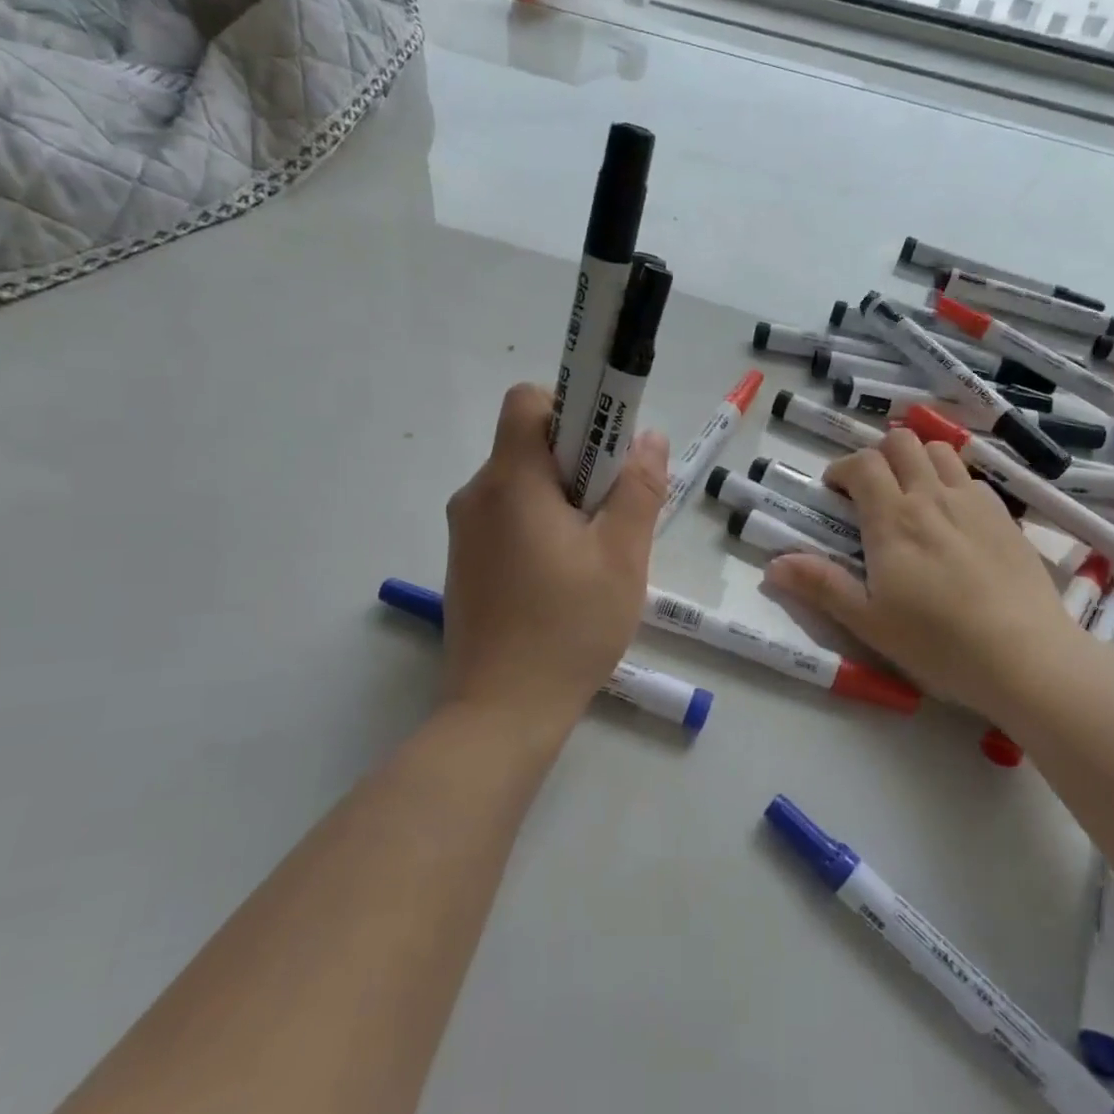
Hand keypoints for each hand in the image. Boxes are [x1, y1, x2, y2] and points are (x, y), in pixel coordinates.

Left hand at [440, 384, 668, 733]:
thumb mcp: (622, 556)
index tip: (606, 451)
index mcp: (510, 481)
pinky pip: (508, 520)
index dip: (572, 409)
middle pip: (528, 445)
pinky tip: (566, 580)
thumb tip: (648, 438)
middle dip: (578, 464)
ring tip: (595, 555)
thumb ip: (639, 488)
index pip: (528, 401)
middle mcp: (476, 495)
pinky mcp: (466, 564)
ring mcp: (465, 533)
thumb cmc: (569, 628)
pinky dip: (541, 528)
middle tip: (614, 513)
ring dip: (563, 501)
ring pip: (521, 486)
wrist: (501, 713)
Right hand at [766, 428, 1091, 720]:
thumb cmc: (938, 643)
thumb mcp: (868, 622)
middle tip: (871, 490)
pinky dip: (953, 482)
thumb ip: (821, 586)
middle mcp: (932, 498)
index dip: (843, 468)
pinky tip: (954, 517)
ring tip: (912, 494)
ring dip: (918, 461)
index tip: (835, 491)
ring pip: (940, 452)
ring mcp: (974, 503)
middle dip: (879, 455)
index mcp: (893, 520)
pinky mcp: (1006, 518)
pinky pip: (973, 478)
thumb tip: (772, 566)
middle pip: (902, 443)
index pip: (863, 464)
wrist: (1025, 657)